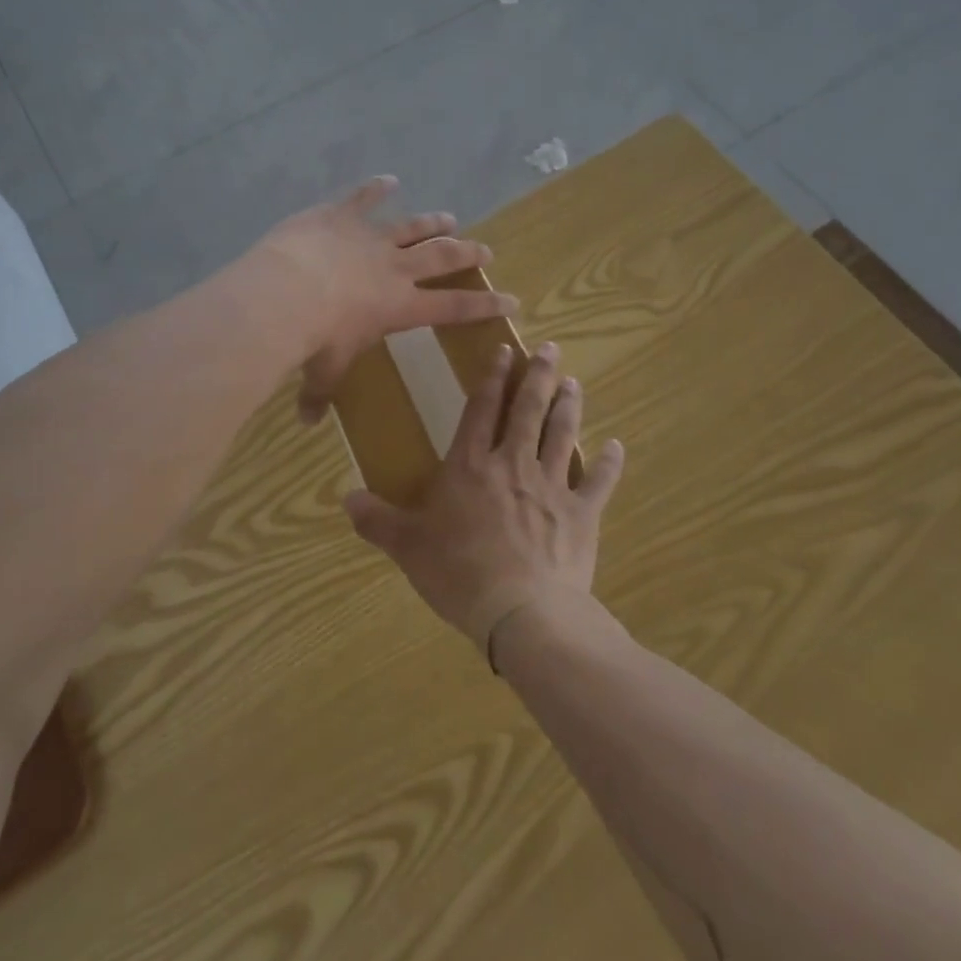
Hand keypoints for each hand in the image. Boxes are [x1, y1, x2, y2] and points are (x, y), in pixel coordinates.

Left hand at [255, 176, 517, 423]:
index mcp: (400, 306)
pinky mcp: (340, 216)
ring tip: (450, 217)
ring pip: (410, 227)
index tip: (512, 300)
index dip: (485, 305)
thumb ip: (318, 395)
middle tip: (486, 249)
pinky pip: (362, 198)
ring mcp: (369, 237)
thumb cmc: (314, 339)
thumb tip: (307, 424)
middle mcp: (394, 268)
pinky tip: (388, 179)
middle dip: (467, 253)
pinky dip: (376, 188)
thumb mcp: (322, 372)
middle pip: (441, 257)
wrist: (285, 293)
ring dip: (432, 222)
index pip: (454, 308)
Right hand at [344, 341, 624, 663]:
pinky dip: (608, 463)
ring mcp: (551, 486)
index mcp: (470, 466)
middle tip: (551, 350)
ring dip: (568, 406)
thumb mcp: (407, 547)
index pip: (481, 409)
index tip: (504, 350)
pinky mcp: (581, 514)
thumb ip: (377, 519)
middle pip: (528, 410)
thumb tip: (345, 497)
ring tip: (574, 383)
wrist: (521, 611)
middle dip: (538, 376)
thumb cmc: (458, 573)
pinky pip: (598, 482)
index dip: (492, 377)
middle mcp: (512, 464)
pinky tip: (615, 446)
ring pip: (562, 434)